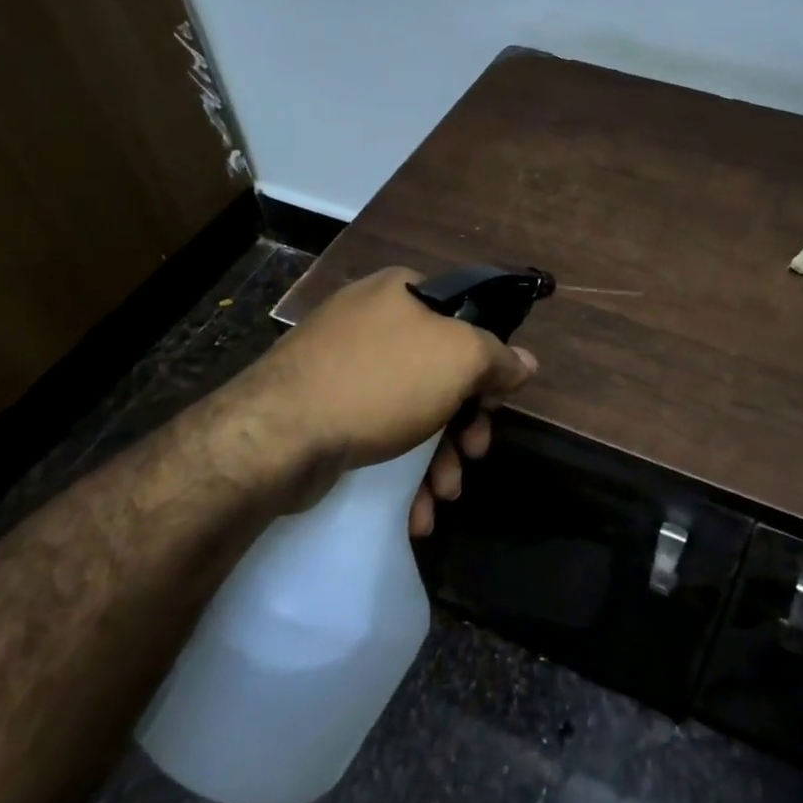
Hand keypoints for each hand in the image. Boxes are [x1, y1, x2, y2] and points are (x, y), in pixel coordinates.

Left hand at [232, 267, 536, 530]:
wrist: (276, 436)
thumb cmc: (381, 382)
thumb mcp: (459, 358)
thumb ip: (499, 357)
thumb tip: (526, 363)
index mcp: (401, 291)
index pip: (464, 319)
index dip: (487, 363)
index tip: (493, 404)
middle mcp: (370, 321)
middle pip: (440, 373)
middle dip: (463, 425)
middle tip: (473, 454)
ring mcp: (341, 366)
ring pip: (410, 411)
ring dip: (437, 458)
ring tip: (444, 495)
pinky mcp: (320, 410)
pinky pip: (376, 434)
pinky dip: (401, 471)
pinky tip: (414, 511)